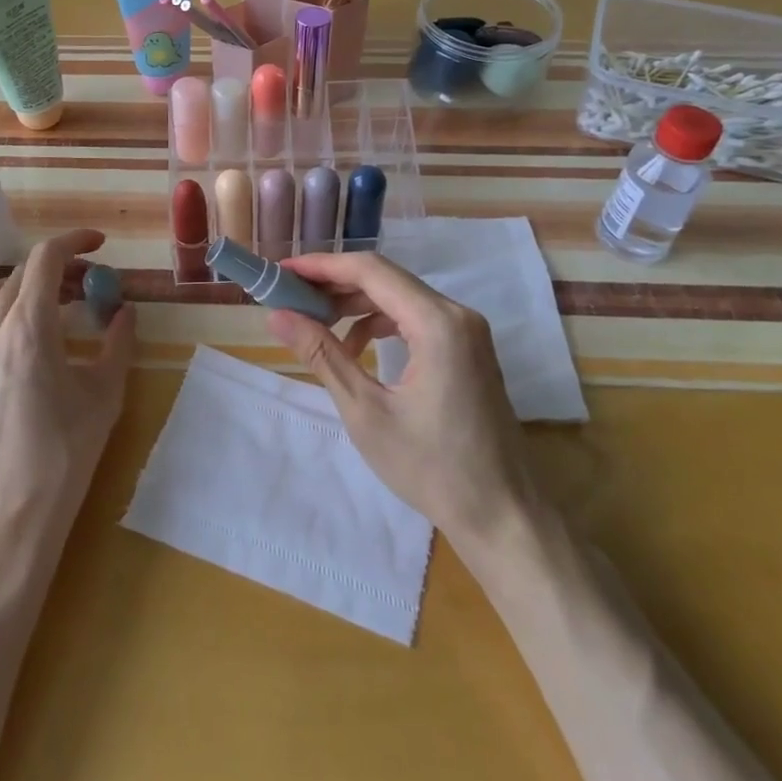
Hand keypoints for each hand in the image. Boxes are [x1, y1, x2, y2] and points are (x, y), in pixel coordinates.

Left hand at [0, 230, 135, 547]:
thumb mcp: (104, 396)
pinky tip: (22, 335)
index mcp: (29, 328)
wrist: (5, 518)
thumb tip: (124, 312)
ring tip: (56, 306)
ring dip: (25, 286)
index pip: (46, 259)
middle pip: (20, 273)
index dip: (74, 241)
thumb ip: (117, 344)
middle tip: (89, 284)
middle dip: (58, 268)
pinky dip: (0, 309)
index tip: (100, 244)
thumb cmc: (63, 457)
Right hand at [265, 252, 534, 551]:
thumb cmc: (431, 467)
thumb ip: (322, 355)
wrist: (503, 515)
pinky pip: (417, 319)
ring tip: (315, 323)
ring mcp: (468, 331)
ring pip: (401, 298)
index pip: (370, 271)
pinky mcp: (468, 349)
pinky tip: (356, 351)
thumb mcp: (366, 411)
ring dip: (356, 305)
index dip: (322, 266)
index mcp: (437, 322)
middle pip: (386, 279)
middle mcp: (457, 314)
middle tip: (290, 297)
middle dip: (335, 284)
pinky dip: (381, 325)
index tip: (282, 271)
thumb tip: (278, 316)